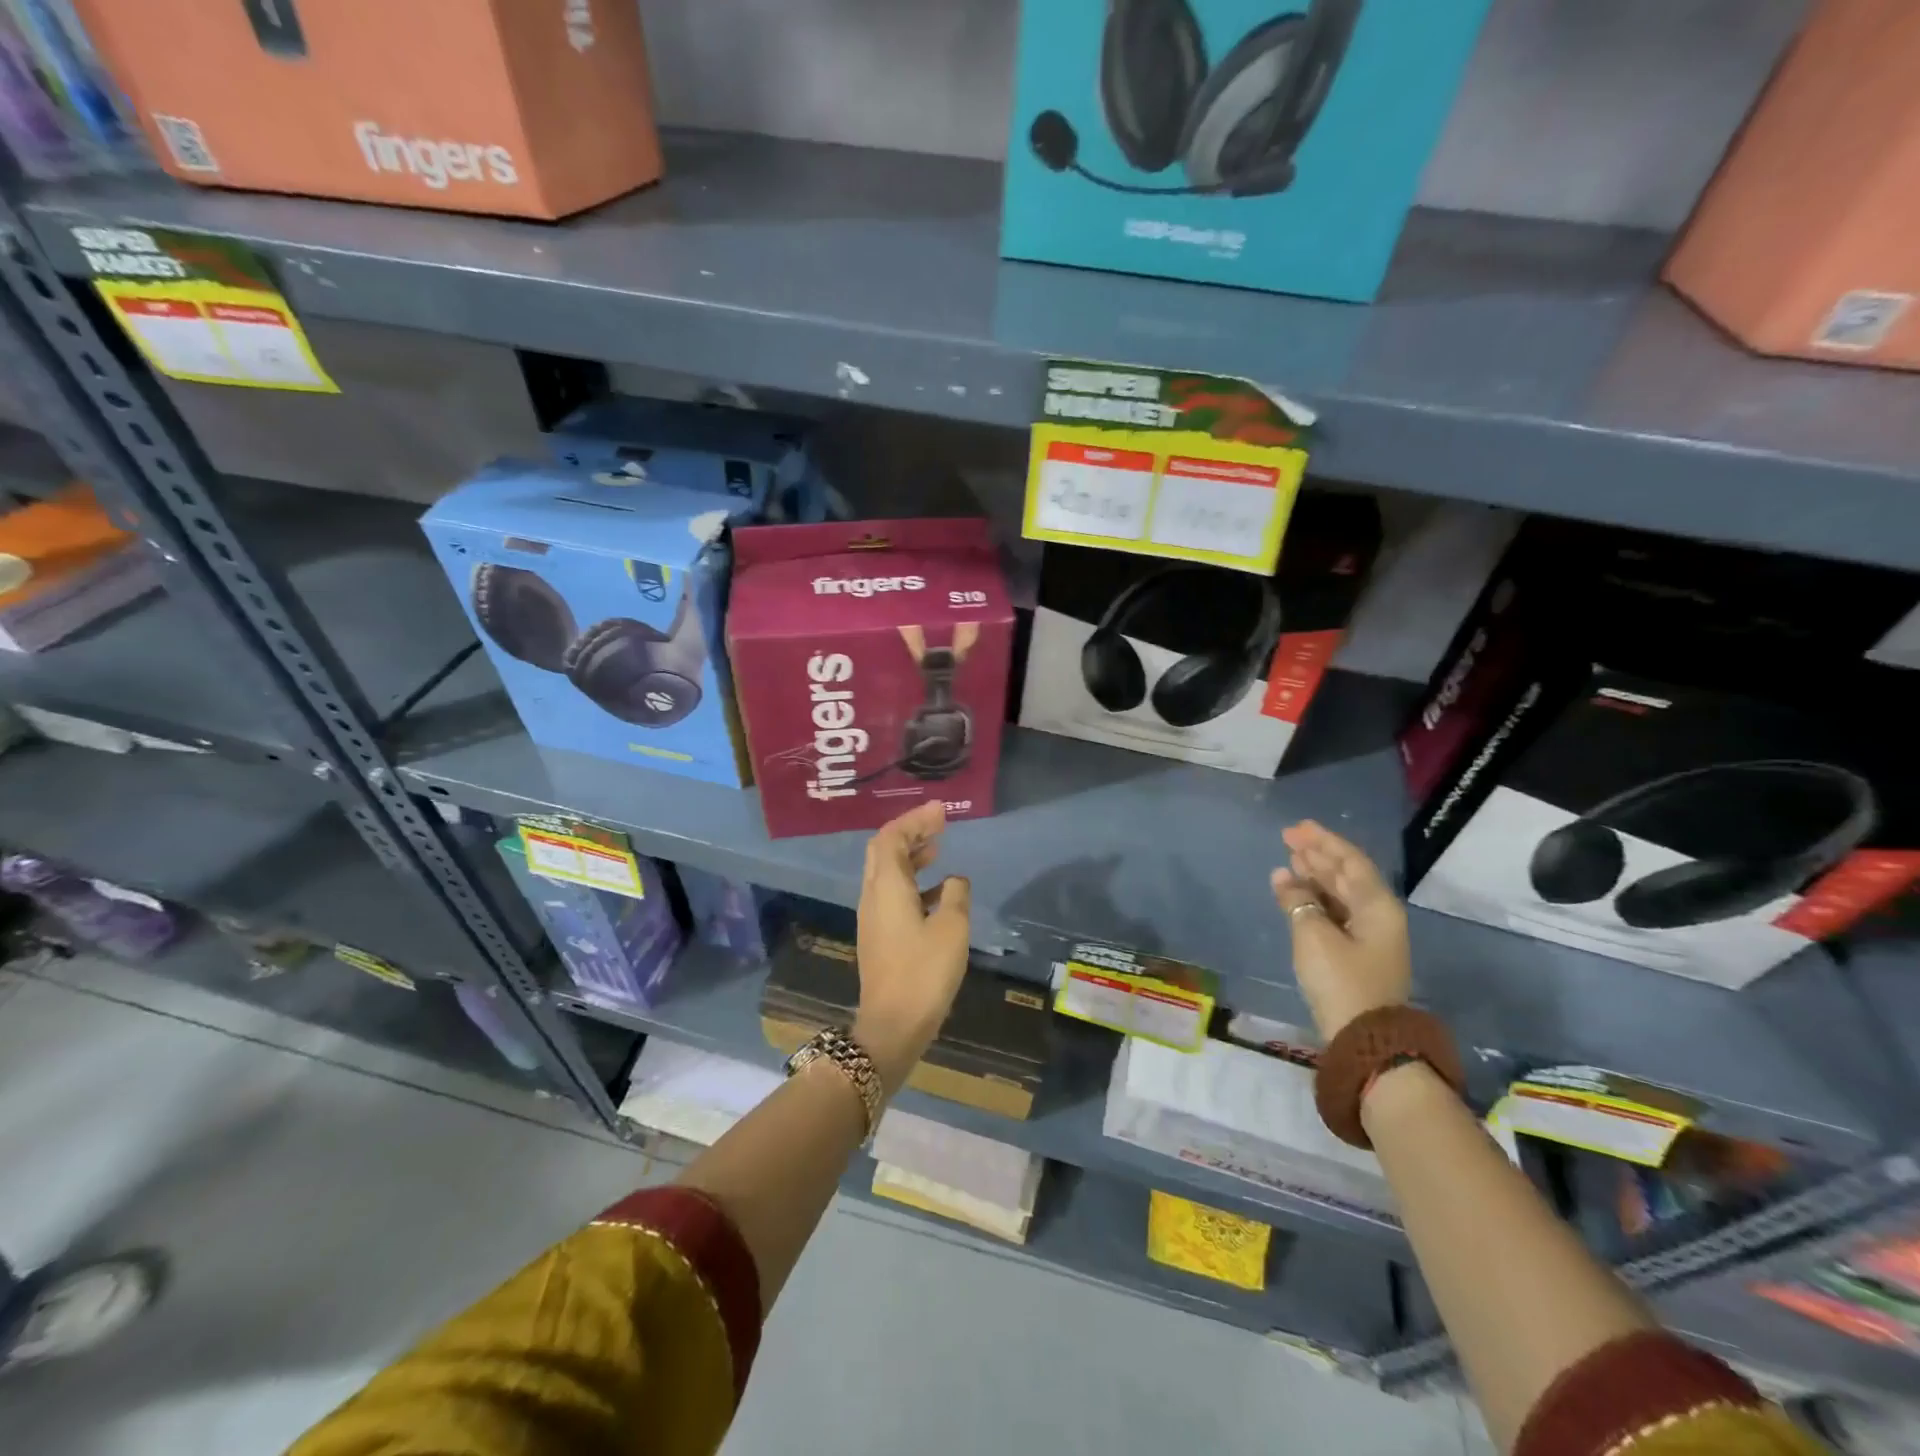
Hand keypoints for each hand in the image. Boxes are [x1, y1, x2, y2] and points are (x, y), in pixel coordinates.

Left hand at [854, 802, 971, 1093]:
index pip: (892, 838)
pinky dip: (913, 881)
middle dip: (909, 832)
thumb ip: (955, 896)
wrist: (892, 1025)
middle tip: (938, 823)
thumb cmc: (923, 973)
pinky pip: (893, 894)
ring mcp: (873, 917)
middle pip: (884, 851)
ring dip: (911, 856)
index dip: (915, 819)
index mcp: (886, 887)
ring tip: (938, 849)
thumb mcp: (951, 928)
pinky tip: (937, 891)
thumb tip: (954, 881)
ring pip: (887, 873)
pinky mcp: (879, 936)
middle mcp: (873, 896)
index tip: (940, 810)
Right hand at [1270, 820, 1411, 1041]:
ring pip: (1340, 895)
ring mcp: (1370, 936)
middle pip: (1347, 876)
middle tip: (1289, 839)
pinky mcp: (1357, 954)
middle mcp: (1378, 915)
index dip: (1323, 842)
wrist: (1366, 1039)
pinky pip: (1335, 913)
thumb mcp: (1313, 936)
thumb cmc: (1341, 981)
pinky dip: (1315, 900)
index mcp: (1377, 906)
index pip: (1350, 861)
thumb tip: (1283, 876)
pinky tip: (1294, 894)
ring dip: (1315, 877)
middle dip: (1318, 856)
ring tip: (1289, 861)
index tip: (1296, 828)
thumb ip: (1297, 901)